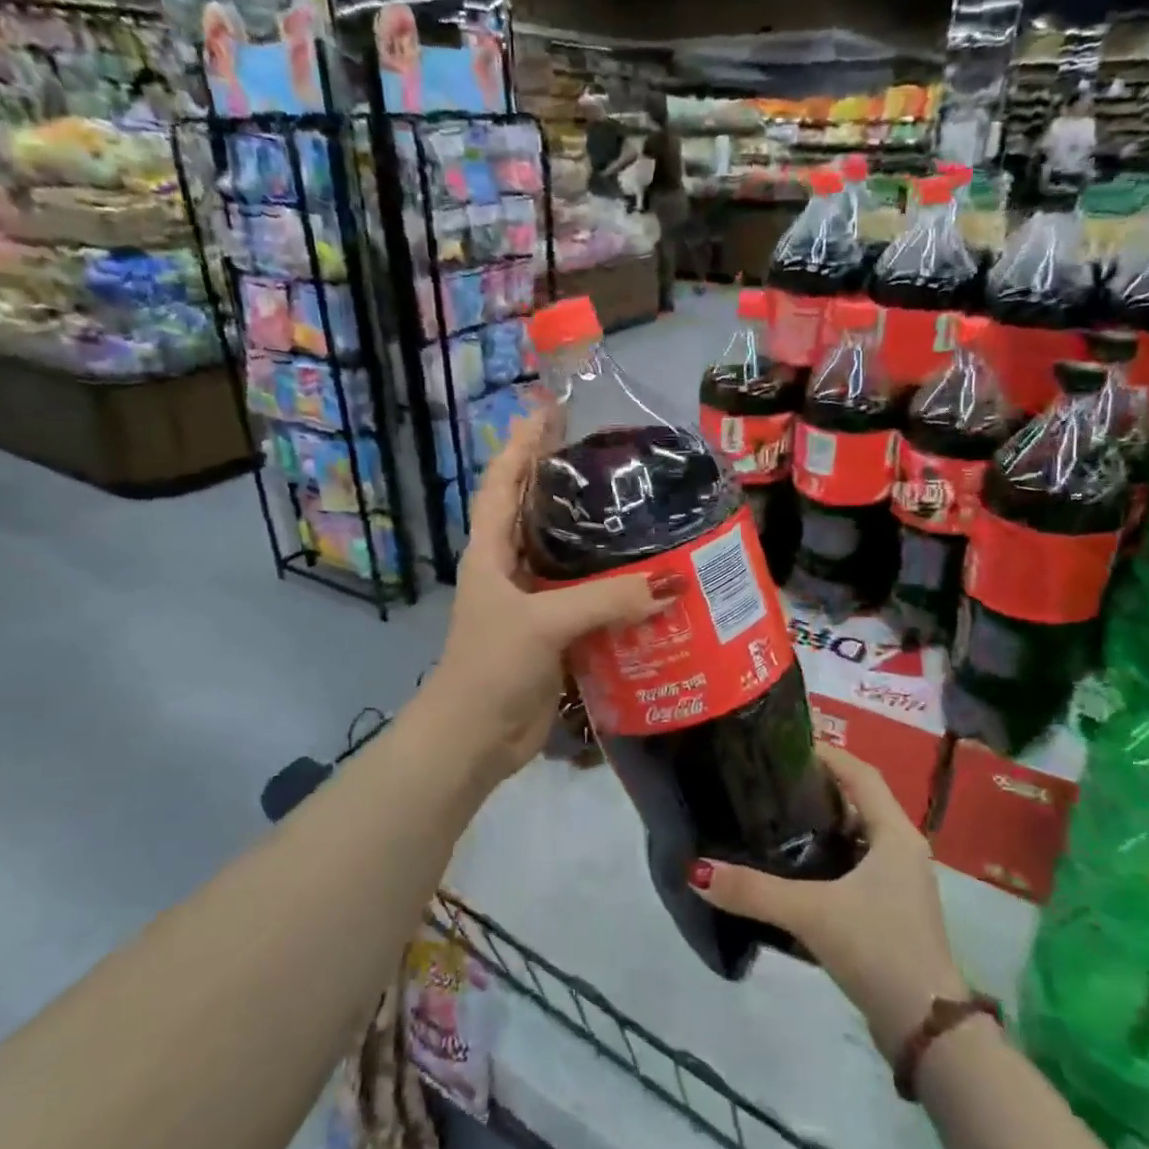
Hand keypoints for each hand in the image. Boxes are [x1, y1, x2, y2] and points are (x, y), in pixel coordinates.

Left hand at [424, 409, 661, 785]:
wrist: (475, 740)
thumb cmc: (492, 667)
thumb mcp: (543, 623)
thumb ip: (606, 599)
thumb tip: (674, 581)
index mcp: (491, 551)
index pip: (503, 481)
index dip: (523, 442)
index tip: (552, 409)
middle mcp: (511, 568)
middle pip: (539, 512)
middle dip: (568, 481)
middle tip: (616, 456)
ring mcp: (534, 603)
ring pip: (570, 558)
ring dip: (600, 538)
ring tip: (644, 510)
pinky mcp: (556, 635)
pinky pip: (591, 600)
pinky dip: (616, 589)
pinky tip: (652, 580)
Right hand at [689, 744, 966, 1058]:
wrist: (927, 1031)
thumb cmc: (879, 949)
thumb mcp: (813, 913)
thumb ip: (754, 891)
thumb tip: (697, 871)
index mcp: (895, 834)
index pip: (860, 773)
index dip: (827, 754)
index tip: (784, 746)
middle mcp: (901, 850)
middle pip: (857, 801)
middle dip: (816, 789)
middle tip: (768, 782)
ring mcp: (898, 883)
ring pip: (855, 837)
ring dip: (820, 826)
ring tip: (771, 819)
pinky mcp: (889, 911)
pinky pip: (853, 868)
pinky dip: (825, 860)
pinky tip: (791, 870)